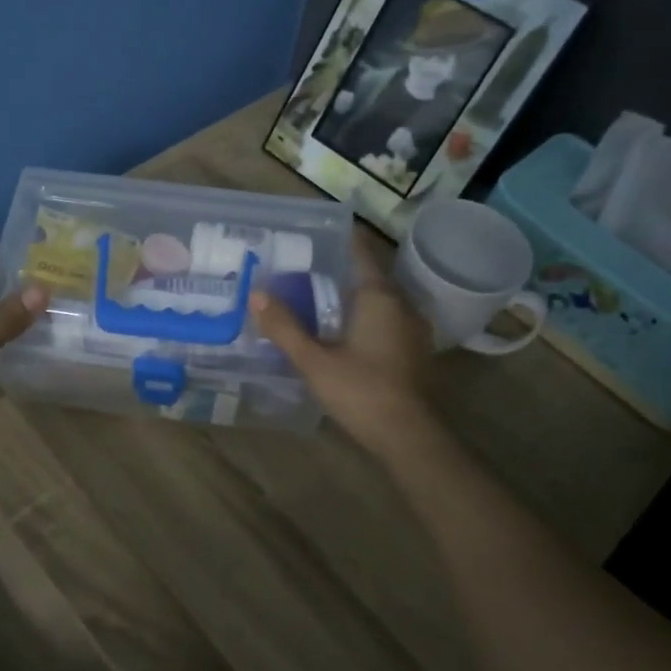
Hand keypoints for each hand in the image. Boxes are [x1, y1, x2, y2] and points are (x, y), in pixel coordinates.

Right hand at [252, 229, 435, 459]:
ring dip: (350, 297)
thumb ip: (284, 327)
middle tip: (300, 268)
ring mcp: (413, 329)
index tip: (311, 232)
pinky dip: (363, 318)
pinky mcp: (414, 351)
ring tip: (315, 298)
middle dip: (337, 270)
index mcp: (380, 296)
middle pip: (367, 276)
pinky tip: (341, 331)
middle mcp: (402, 304)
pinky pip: (386, 320)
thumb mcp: (314, 361)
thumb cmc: (362, 391)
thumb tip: (255, 293)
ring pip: (378, 300)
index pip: (360, 251)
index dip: (338, 238)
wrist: (410, 438)